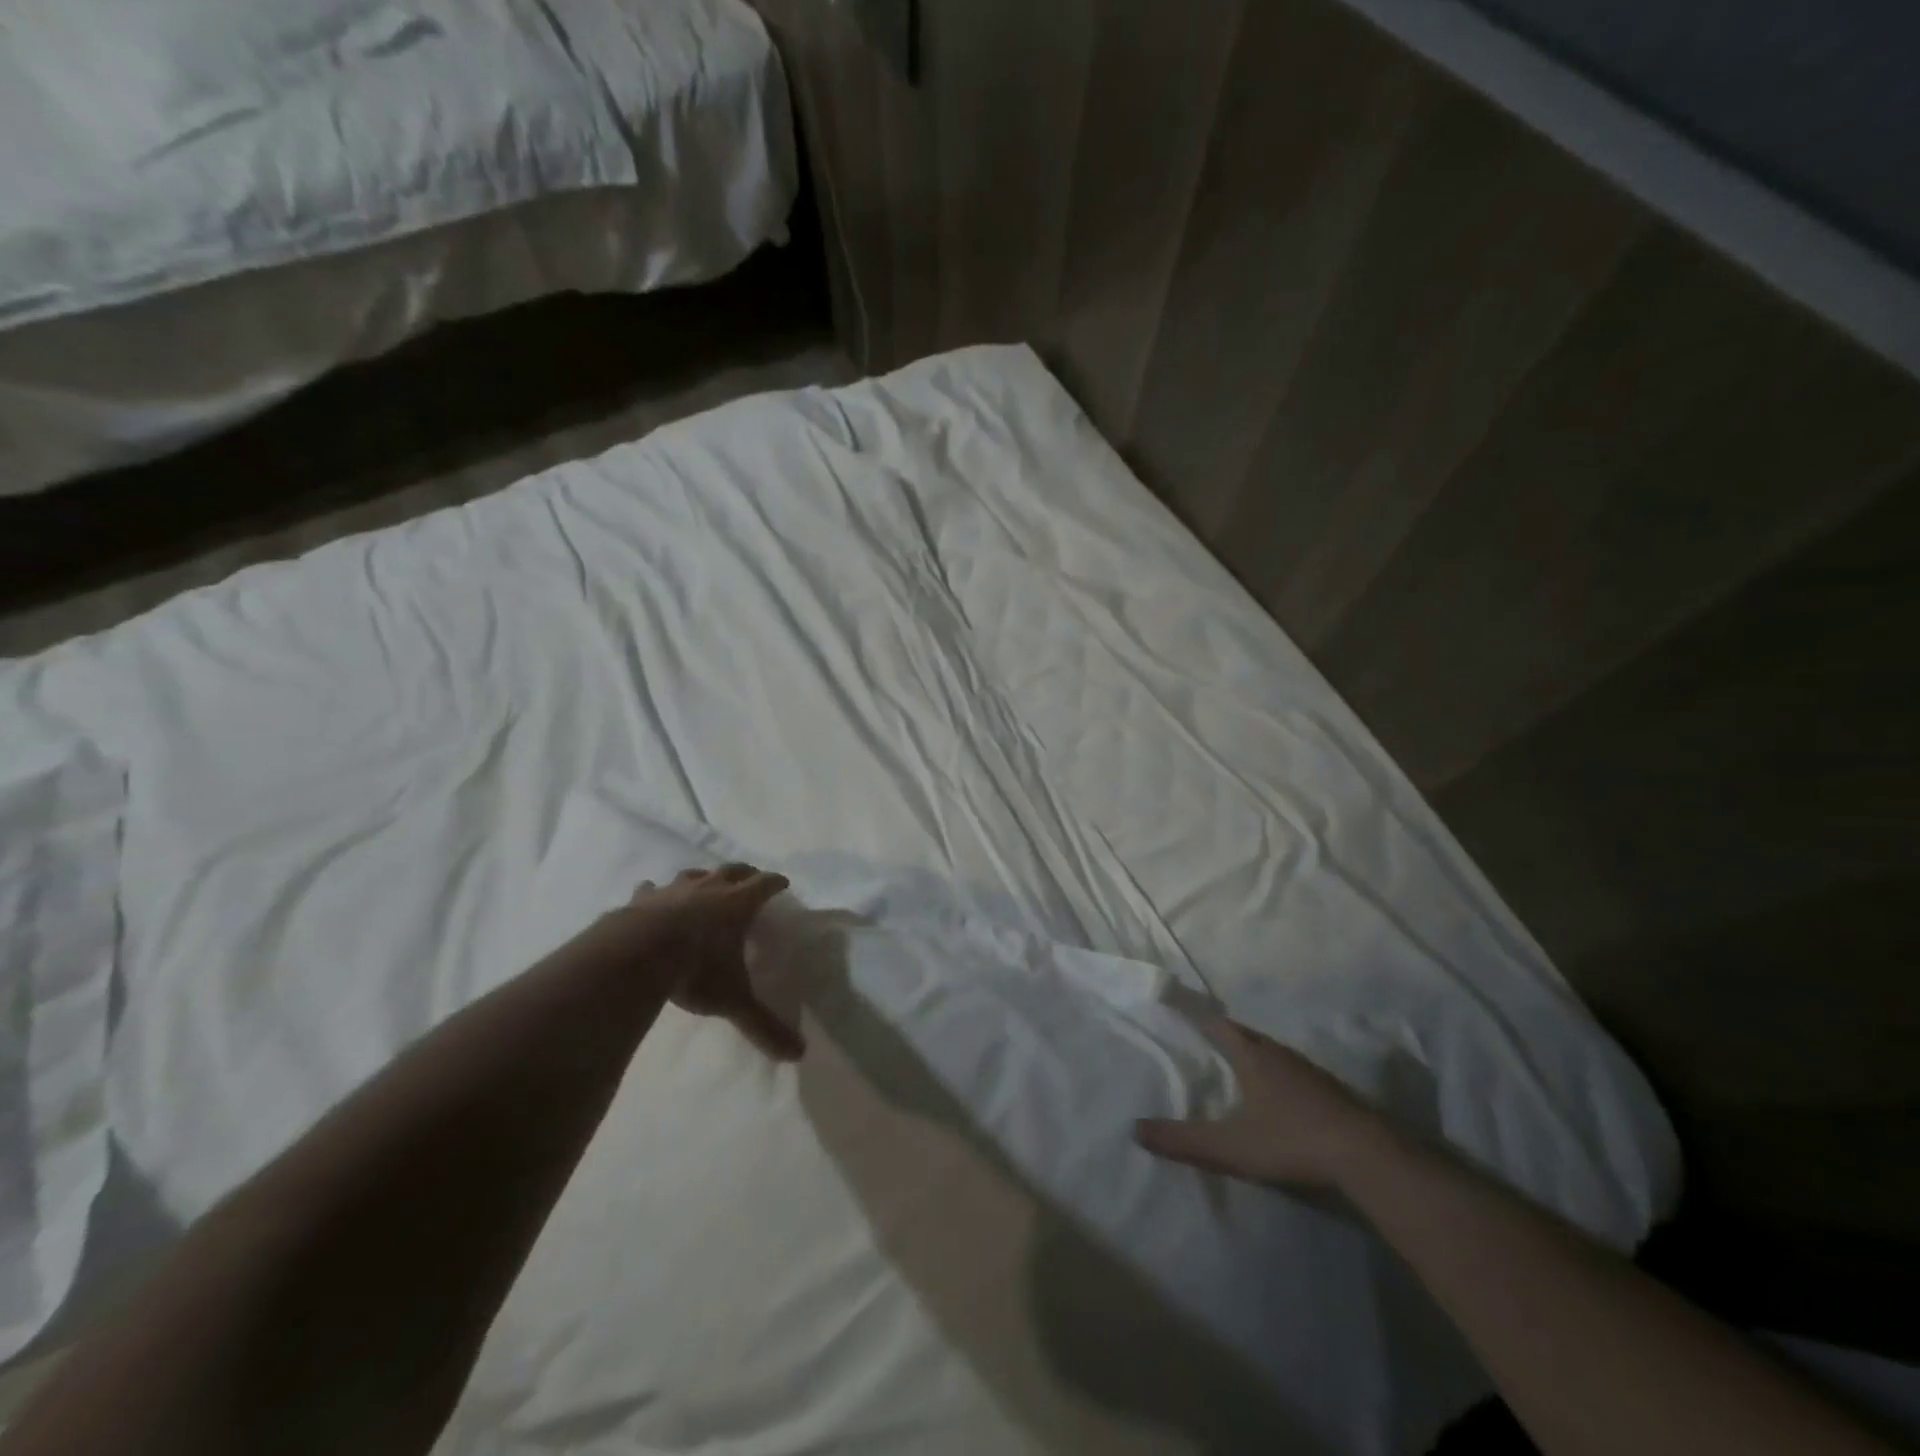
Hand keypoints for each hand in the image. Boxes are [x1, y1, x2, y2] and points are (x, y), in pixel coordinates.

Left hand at [628, 863, 803, 1061]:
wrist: (636, 955)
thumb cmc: (696, 970)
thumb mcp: (734, 1000)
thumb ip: (764, 1025)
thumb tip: (798, 1054)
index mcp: (738, 904)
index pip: (765, 885)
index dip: (776, 883)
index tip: (783, 882)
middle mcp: (710, 889)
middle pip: (733, 871)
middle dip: (745, 873)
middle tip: (751, 878)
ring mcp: (674, 890)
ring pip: (694, 874)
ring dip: (704, 877)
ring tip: (705, 883)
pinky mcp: (642, 899)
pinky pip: (652, 889)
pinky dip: (656, 891)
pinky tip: (652, 893)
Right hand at [1134, 1011, 1386, 1188]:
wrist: (1368, 1156)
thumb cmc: (1292, 1139)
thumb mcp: (1230, 1146)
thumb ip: (1183, 1140)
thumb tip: (1135, 1128)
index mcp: (1252, 1056)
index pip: (1216, 1024)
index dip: (1195, 1012)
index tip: (1176, 1000)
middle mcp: (1279, 1054)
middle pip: (1244, 1035)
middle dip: (1222, 1032)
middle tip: (1202, 1035)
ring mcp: (1309, 1072)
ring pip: (1271, 1053)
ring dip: (1251, 1053)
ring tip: (1235, 1063)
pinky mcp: (1331, 1092)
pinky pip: (1292, 1072)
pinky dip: (1276, 1074)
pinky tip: (1277, 1095)